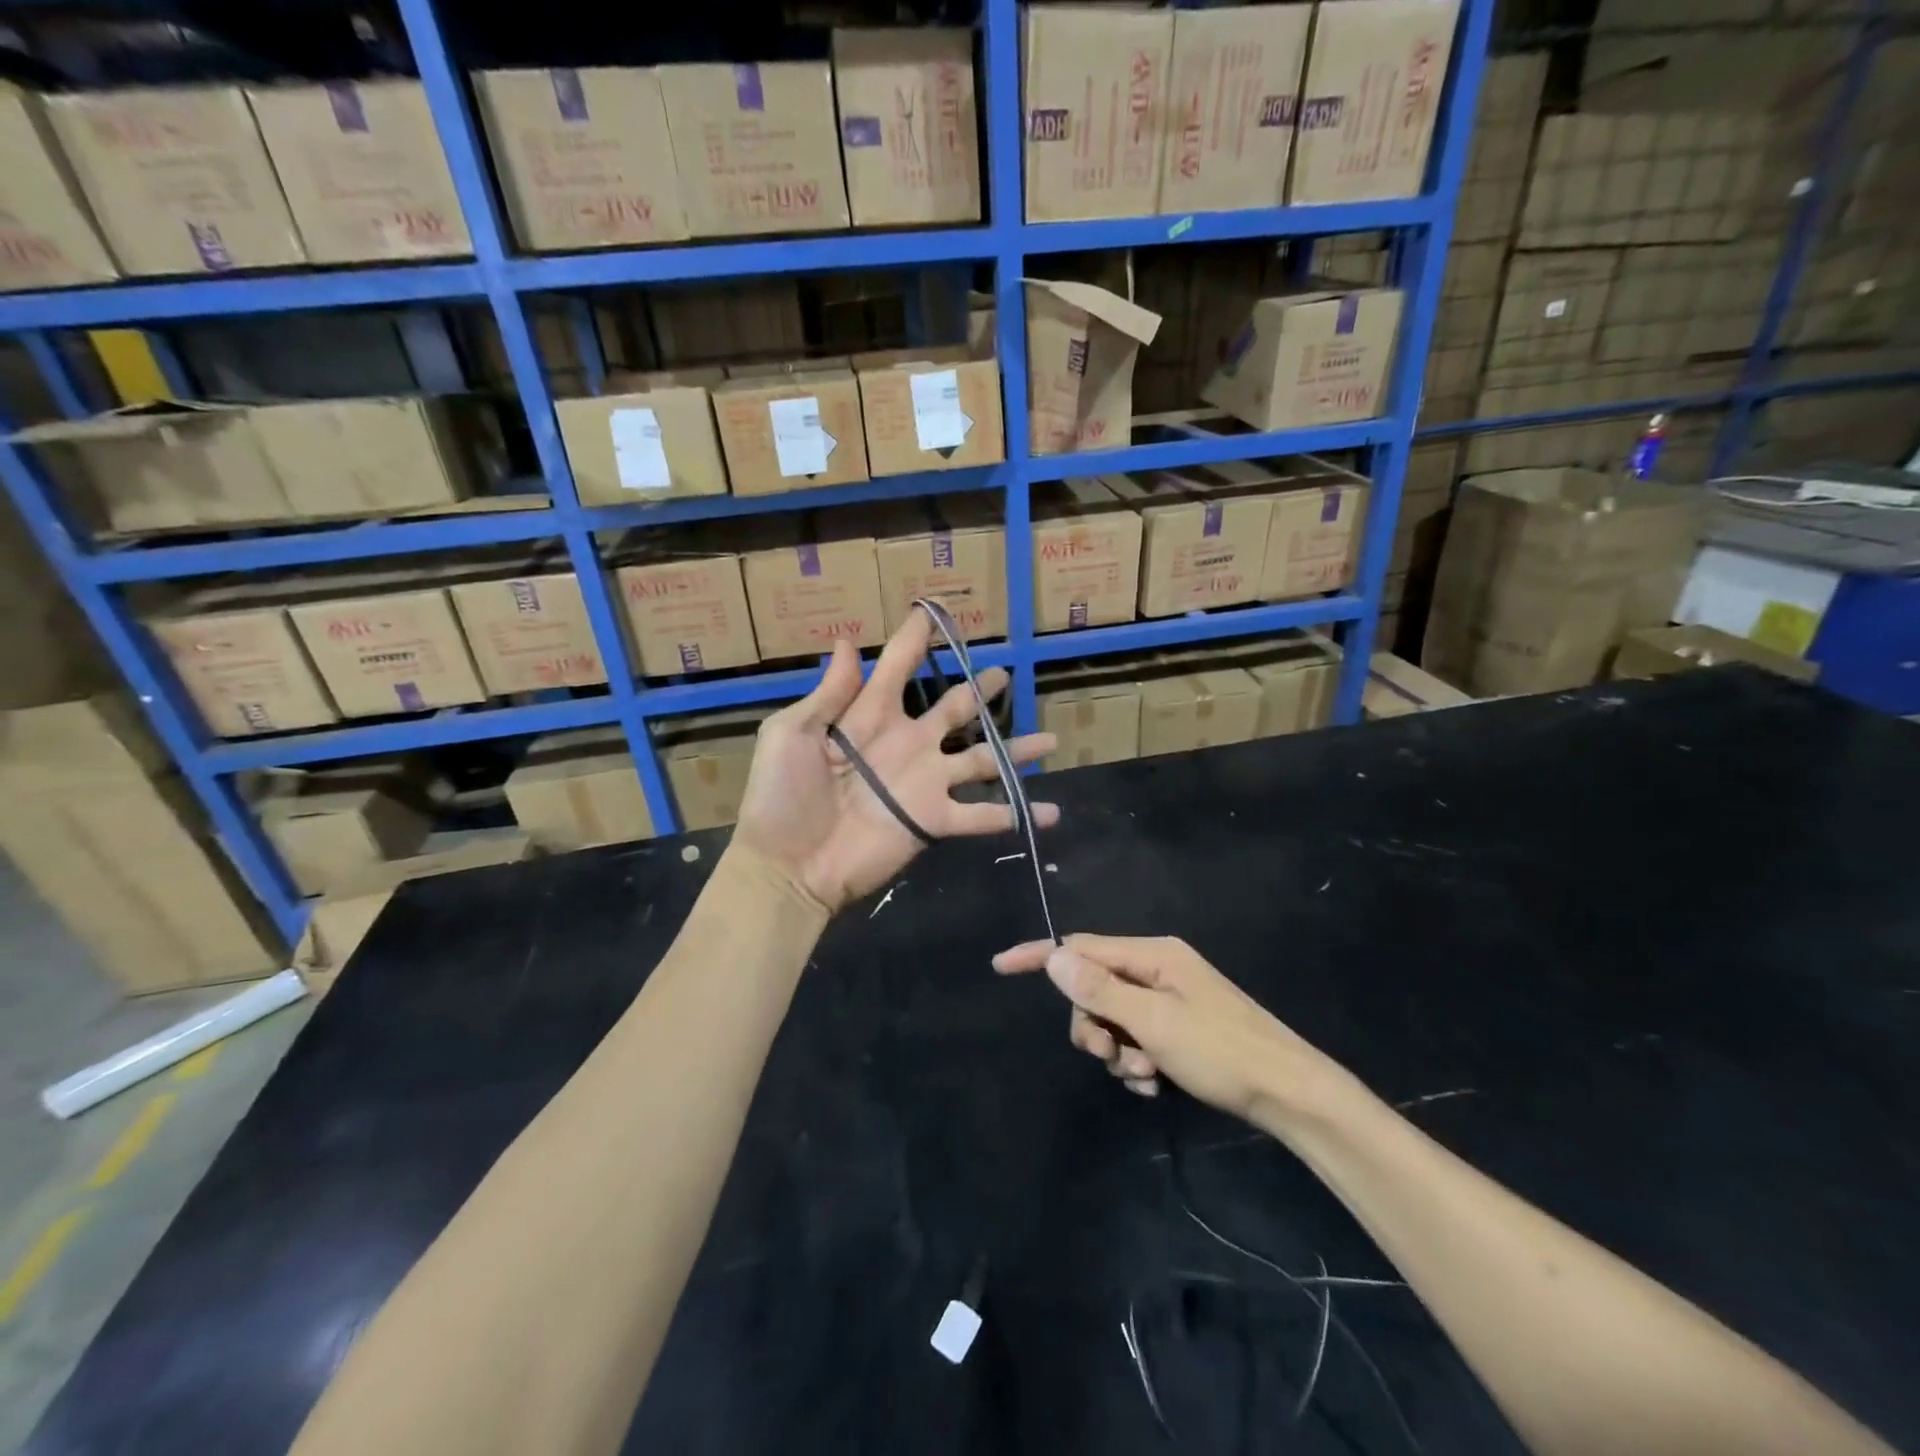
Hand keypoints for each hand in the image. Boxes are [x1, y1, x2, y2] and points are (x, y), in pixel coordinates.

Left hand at [734, 614, 1057, 912]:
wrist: (789, 866)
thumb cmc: (781, 796)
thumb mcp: (791, 734)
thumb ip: (829, 693)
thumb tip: (849, 642)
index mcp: (869, 716)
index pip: (898, 668)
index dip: (915, 639)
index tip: (934, 611)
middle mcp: (906, 743)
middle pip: (952, 709)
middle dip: (977, 690)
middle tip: (1004, 673)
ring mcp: (925, 782)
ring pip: (982, 758)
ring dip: (1015, 750)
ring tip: (1049, 739)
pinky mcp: (934, 820)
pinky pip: (983, 814)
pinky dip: (1017, 813)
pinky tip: (1051, 812)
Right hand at [992, 935, 1327, 1122]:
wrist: (1290, 1094)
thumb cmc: (1222, 1052)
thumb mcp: (1154, 1022)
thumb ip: (1101, 990)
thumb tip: (1053, 956)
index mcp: (1153, 955)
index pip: (1081, 947)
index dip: (1041, 956)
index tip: (1001, 966)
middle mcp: (1158, 968)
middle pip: (1094, 987)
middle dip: (1091, 1024)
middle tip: (1109, 1056)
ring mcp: (1169, 998)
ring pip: (1113, 1017)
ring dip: (1115, 1049)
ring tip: (1142, 1076)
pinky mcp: (1178, 1026)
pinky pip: (1135, 1036)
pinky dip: (1134, 1059)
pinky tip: (1153, 1082)